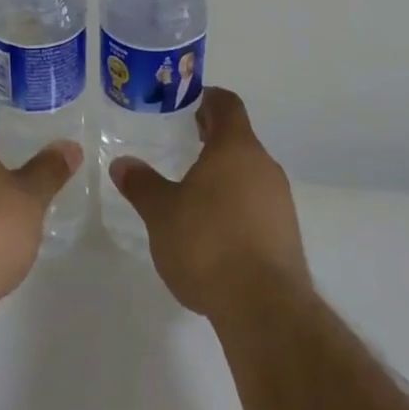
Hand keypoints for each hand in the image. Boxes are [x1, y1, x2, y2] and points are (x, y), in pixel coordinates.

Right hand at [110, 88, 308, 319]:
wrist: (265, 310)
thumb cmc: (208, 243)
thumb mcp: (161, 213)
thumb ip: (141, 184)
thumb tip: (121, 163)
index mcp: (236, 147)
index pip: (227, 104)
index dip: (207, 100)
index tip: (186, 107)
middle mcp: (264, 166)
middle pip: (239, 140)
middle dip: (212, 142)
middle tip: (182, 148)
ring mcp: (281, 202)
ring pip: (250, 175)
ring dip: (225, 178)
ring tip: (194, 195)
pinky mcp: (287, 237)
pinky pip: (259, 207)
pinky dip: (237, 209)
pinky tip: (215, 234)